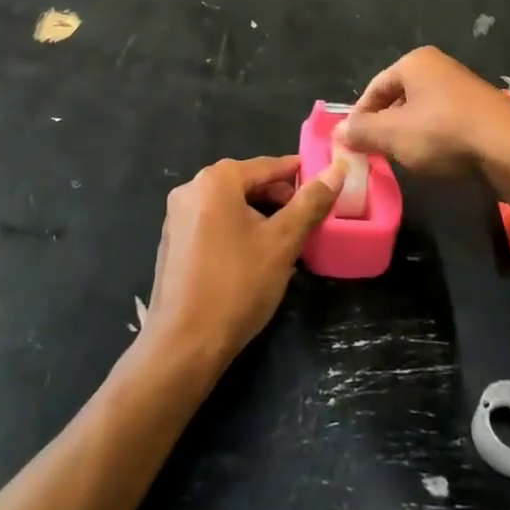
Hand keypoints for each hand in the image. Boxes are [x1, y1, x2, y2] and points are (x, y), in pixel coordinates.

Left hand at [145, 154, 343, 373]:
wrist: (184, 344)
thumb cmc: (237, 285)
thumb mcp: (282, 242)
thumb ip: (310, 203)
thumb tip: (336, 170)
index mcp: (216, 180)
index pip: (268, 165)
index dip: (300, 174)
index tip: (327, 184)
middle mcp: (191, 189)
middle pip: (247, 183)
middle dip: (280, 198)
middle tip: (310, 218)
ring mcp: (177, 216)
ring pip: (230, 205)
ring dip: (260, 216)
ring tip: (288, 240)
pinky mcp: (173, 242)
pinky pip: (213, 223)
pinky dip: (238, 230)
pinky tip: (256, 256)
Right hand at [336, 47, 509, 177]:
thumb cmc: (444, 133)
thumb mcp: (393, 135)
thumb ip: (362, 132)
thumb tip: (337, 133)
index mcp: (415, 62)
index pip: (375, 87)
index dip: (359, 116)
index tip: (352, 143)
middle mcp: (439, 67)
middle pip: (399, 97)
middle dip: (385, 125)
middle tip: (375, 152)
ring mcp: (463, 87)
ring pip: (422, 111)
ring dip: (409, 133)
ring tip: (403, 159)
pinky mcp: (482, 110)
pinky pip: (446, 121)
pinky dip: (434, 138)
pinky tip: (435, 159)